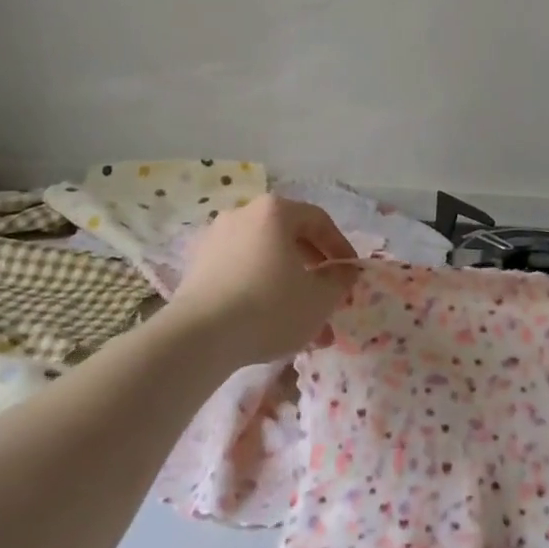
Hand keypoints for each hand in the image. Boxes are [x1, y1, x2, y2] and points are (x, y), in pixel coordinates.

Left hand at [170, 195, 358, 365]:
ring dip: (287, 284)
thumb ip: (339, 280)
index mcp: (275, 210)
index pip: (319, 220)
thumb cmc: (269, 307)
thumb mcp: (319, 298)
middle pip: (289, 238)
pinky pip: (240, 271)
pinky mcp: (197, 266)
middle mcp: (243, 214)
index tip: (350, 275)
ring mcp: (216, 238)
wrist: (199, 337)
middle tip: (326, 297)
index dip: (340, 247)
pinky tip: (268, 324)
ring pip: (264, 258)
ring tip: (300, 323)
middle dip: (312, 270)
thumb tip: (344, 272)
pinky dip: (259, 290)